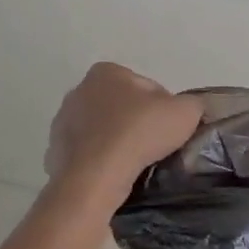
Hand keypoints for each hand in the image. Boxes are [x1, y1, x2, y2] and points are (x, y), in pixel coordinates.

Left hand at [45, 62, 201, 200]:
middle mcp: (79, 90)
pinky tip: (115, 173)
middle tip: (156, 144)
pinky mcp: (55, 152)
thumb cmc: (140, 133)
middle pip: (121, 106)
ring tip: (136, 162)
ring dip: (117, 141)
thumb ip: (192, 104)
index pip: (146, 87)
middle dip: (136, 121)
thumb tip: (188, 110)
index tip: (170, 127)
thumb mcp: (185, 112)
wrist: (96, 176)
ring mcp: (62, 122)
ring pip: (102, 130)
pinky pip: (87, 153)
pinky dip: (100, 160)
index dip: (163, 107)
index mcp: (106, 72)